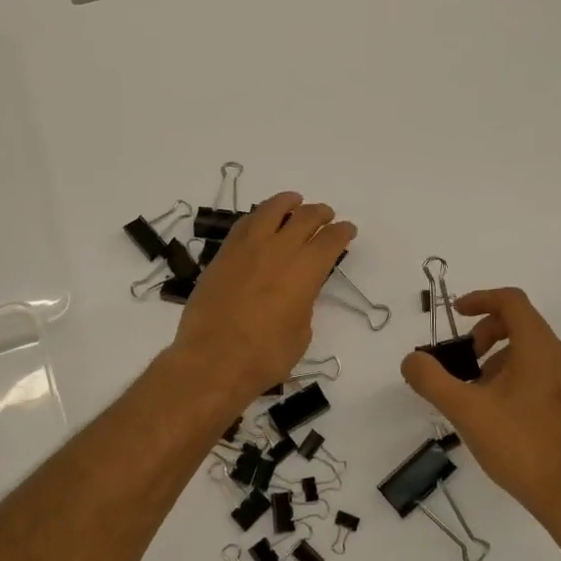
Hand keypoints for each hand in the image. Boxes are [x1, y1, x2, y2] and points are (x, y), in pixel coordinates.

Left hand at [170, 192, 355, 407]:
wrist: (212, 360)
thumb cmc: (265, 356)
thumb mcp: (300, 333)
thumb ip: (303, 303)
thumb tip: (297, 292)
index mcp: (305, 270)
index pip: (330, 240)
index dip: (342, 232)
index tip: (347, 230)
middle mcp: (278, 250)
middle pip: (304, 218)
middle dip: (320, 213)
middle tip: (326, 215)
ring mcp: (247, 248)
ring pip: (270, 211)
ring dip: (287, 203)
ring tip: (294, 201)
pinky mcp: (223, 254)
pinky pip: (244, 224)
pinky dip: (258, 217)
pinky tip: (261, 220)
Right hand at [400, 287, 560, 525]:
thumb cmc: (521, 445)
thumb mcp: (465, 410)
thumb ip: (432, 380)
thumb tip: (412, 360)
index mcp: (538, 348)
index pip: (511, 301)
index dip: (480, 299)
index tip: (456, 315)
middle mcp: (558, 358)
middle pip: (520, 323)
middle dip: (485, 332)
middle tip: (462, 359)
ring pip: (528, 351)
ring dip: (496, 358)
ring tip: (473, 391)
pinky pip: (537, 374)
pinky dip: (511, 377)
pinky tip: (494, 414)